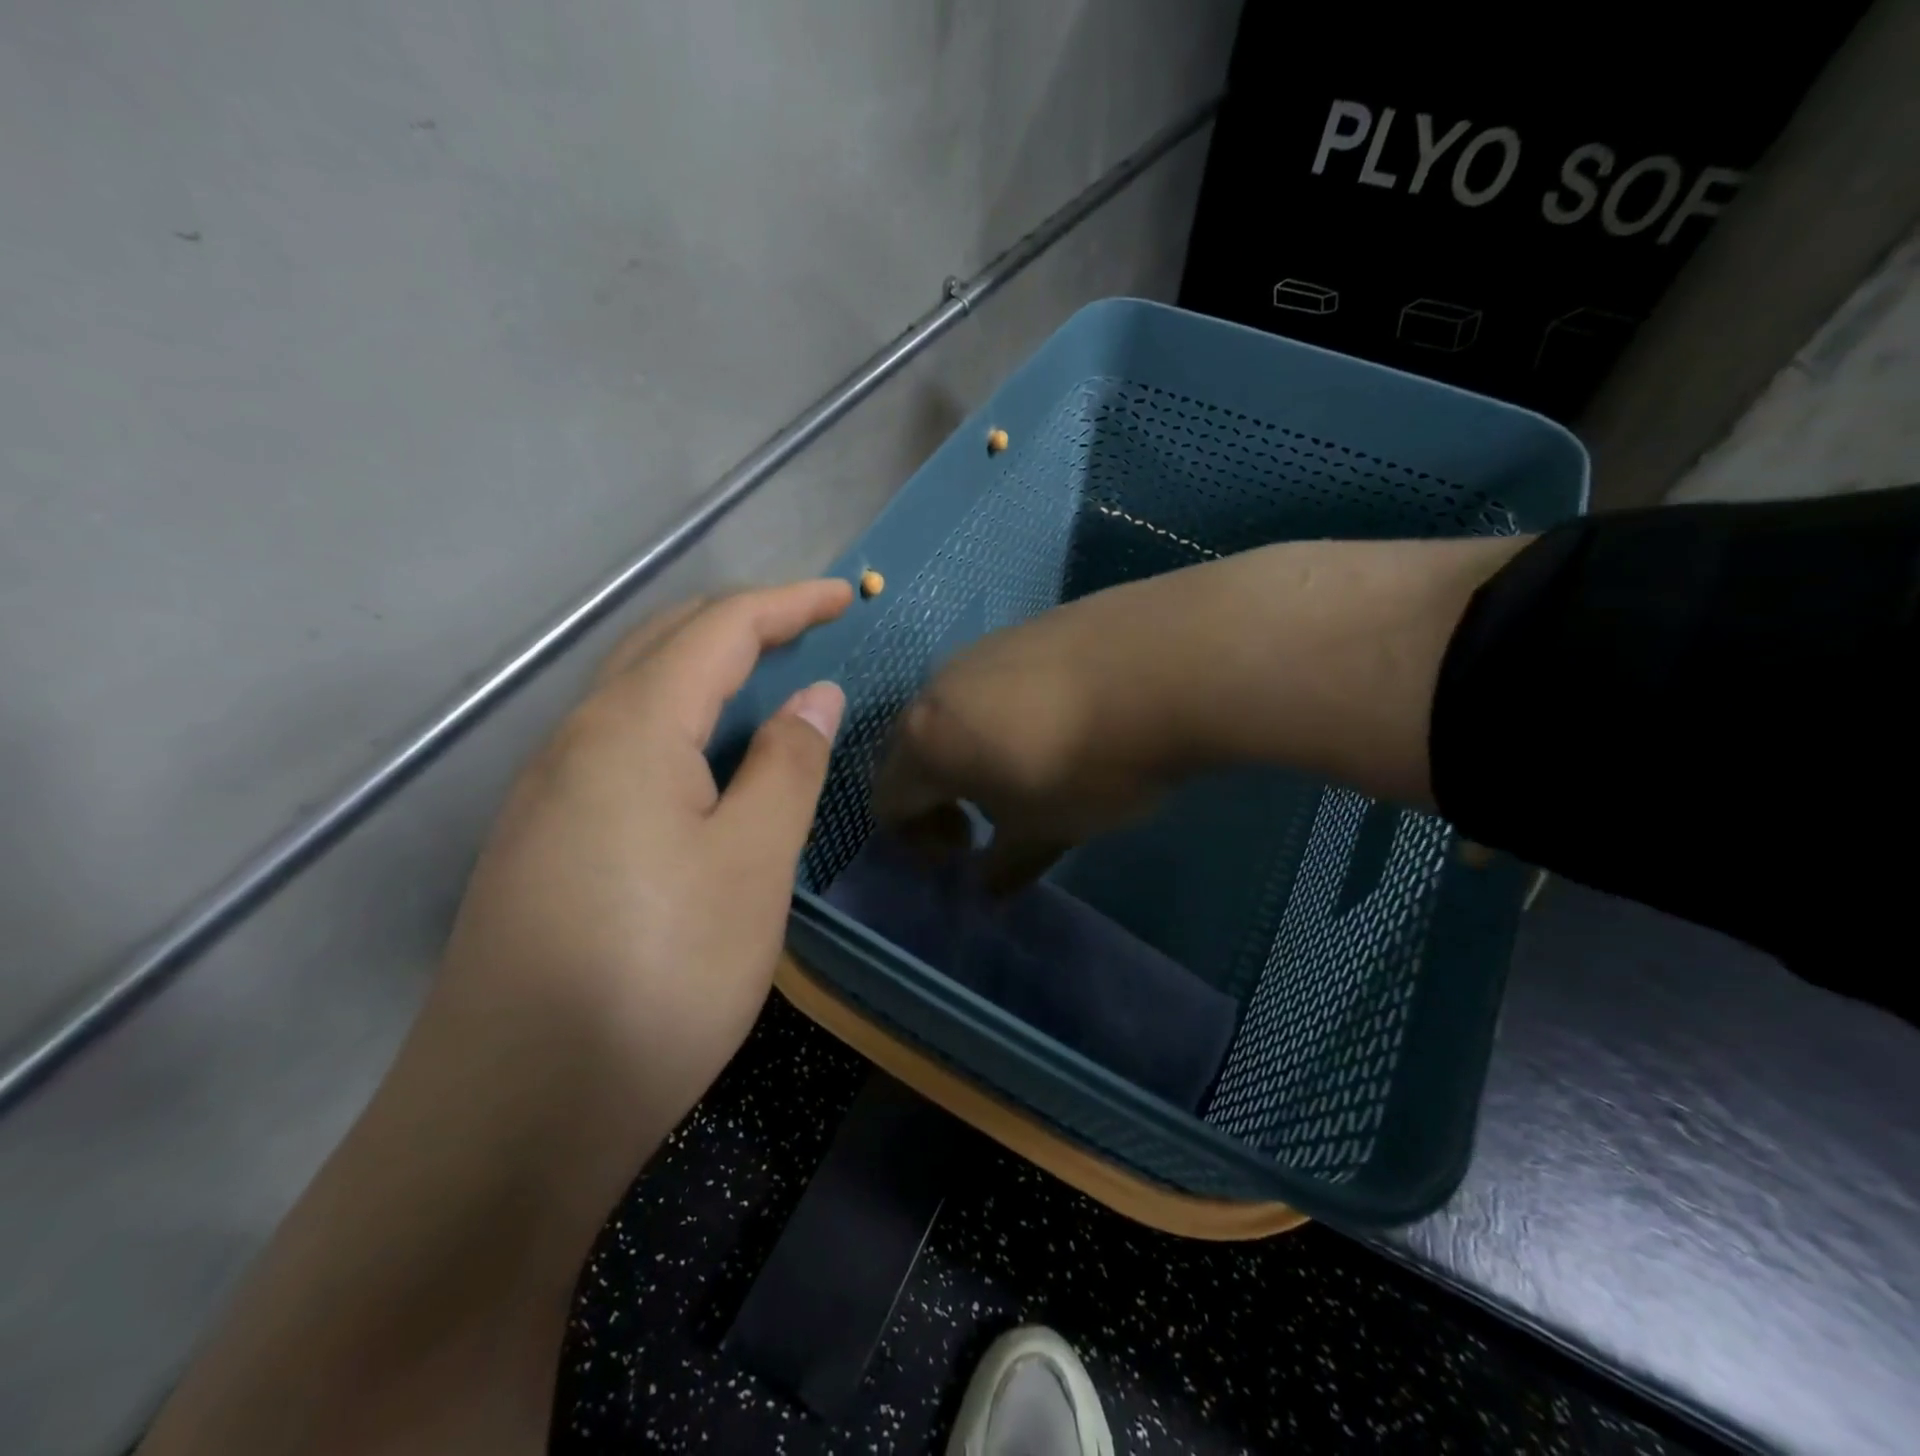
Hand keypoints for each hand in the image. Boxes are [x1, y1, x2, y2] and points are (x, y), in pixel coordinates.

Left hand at [433, 578, 852, 1165]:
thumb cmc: (657, 976)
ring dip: (707, 670)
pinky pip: (620, 743)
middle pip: (666, 643)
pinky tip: (707, 761)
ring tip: (771, 685)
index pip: (719, 629)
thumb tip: (815, 697)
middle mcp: (575, 741)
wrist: (513, 1114)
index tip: (849, 598)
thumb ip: (787, 767)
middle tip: (814, 630)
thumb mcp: (751, 865)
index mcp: (630, 729)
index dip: (789, 603)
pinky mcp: (542, 839)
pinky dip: (678, 722)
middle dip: (745, 623)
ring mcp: (548, 792)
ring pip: (636, 693)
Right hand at [873, 536, 1523, 891]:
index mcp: (925, 741)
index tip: (963, 851)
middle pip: (912, 748)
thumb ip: (1007, 864)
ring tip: (1027, 767)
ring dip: (970, 748)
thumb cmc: (1090, 765)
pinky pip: (993, 680)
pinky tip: (1060, 722)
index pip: (888, 800)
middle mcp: (939, 687)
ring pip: (954, 709)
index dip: (915, 838)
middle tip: (985, 818)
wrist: (1169, 663)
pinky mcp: (1026, 625)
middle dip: (937, 792)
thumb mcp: (1047, 830)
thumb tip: (987, 889)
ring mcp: (982, 648)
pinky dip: (1003, 712)